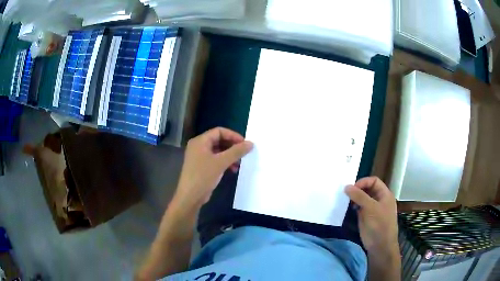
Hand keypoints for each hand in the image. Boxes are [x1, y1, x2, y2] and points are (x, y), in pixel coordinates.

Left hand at [173, 127, 252, 209]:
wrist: (190, 196)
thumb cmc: (203, 176)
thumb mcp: (221, 162)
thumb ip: (236, 151)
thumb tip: (250, 143)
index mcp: (200, 141)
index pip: (219, 131)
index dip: (233, 135)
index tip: (245, 143)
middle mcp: (199, 146)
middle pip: (219, 140)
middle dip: (232, 146)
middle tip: (244, 153)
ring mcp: (199, 157)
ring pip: (218, 151)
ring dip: (230, 156)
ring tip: (239, 163)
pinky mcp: (202, 167)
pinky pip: (216, 160)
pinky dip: (225, 162)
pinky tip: (232, 170)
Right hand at [345, 176, 398, 254]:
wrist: (380, 245)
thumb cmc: (379, 224)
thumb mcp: (370, 208)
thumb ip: (359, 196)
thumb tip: (347, 186)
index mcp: (385, 194)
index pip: (374, 181)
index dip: (364, 182)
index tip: (352, 188)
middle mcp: (379, 200)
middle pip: (368, 189)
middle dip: (358, 190)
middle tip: (346, 194)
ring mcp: (372, 209)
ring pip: (362, 198)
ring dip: (354, 198)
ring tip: (346, 201)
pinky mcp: (366, 217)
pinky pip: (359, 208)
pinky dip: (353, 206)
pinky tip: (348, 208)